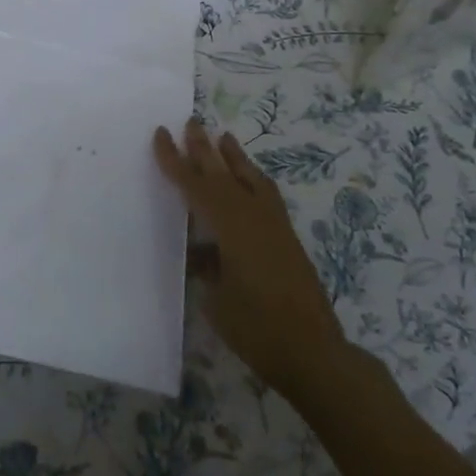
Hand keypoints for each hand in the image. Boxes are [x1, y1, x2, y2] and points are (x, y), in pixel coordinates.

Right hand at [154, 118, 345, 398]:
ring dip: (235, 158)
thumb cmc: (257, 329)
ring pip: (251, 180)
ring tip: (224, 136)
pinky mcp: (288, 239)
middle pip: (224, 174)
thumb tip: (200, 254)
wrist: (314, 353)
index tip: (161, 135)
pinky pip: (267, 195)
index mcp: (231, 228)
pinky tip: (250, 180)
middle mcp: (254, 218)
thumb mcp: (217, 299)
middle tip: (191, 122)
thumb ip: (207, 268)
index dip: (176, 161)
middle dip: (204, 148)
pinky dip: (254, 179)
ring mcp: (275, 227)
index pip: (197, 187)